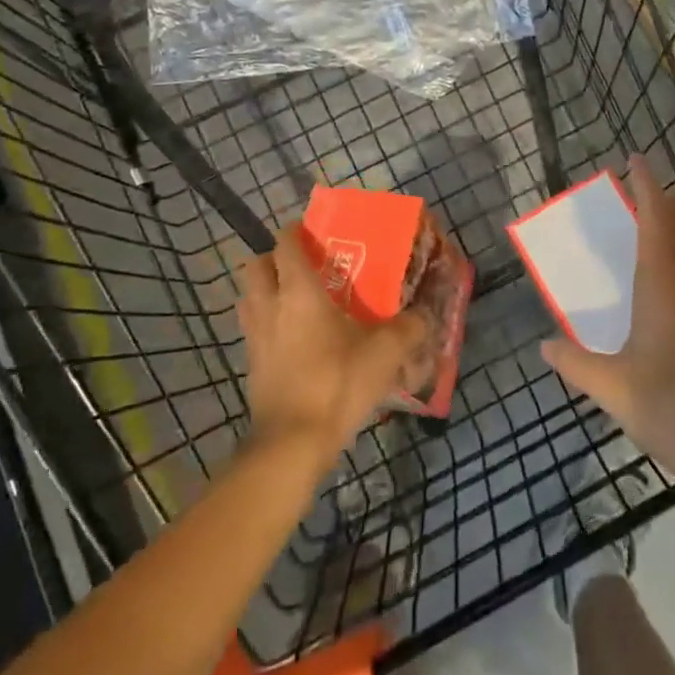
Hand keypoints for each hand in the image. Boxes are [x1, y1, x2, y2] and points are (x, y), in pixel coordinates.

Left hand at [238, 226, 432, 467]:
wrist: (292, 444)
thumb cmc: (337, 384)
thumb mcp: (385, 354)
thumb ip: (409, 329)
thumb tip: (425, 316)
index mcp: (298, 292)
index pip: (286, 244)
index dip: (296, 230)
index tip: (315, 230)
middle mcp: (270, 306)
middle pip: (255, 266)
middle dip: (273, 258)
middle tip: (302, 266)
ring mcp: (255, 337)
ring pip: (249, 297)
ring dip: (265, 290)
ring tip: (295, 299)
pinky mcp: (252, 366)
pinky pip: (253, 329)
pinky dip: (267, 323)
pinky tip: (293, 339)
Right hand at [541, 158, 674, 489]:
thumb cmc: (674, 410)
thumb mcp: (614, 390)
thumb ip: (576, 364)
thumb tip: (545, 348)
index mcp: (665, 288)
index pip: (658, 221)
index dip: (648, 186)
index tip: (637, 160)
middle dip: (669, 202)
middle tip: (648, 193)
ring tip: (668, 231)